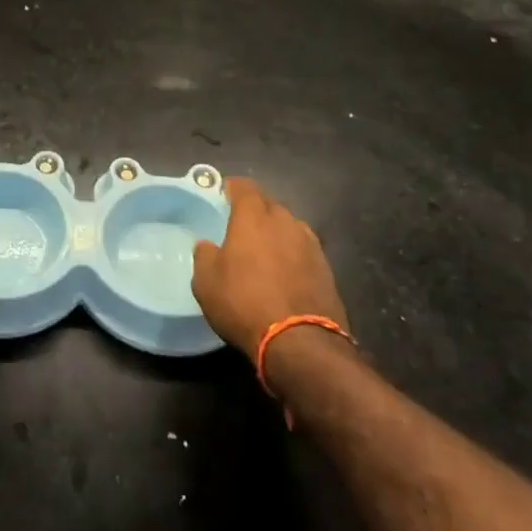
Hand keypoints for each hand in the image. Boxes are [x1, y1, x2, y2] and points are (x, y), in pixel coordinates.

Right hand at [191, 178, 346, 361]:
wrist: (301, 344)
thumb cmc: (244, 304)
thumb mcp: (206, 282)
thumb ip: (204, 255)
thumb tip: (207, 245)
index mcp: (254, 217)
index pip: (244, 187)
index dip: (232, 188)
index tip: (223, 194)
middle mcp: (285, 222)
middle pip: (269, 205)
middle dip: (255, 211)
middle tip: (240, 227)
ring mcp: (311, 245)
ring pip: (289, 228)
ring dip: (277, 234)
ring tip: (264, 251)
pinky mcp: (327, 270)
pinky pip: (304, 251)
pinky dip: (293, 256)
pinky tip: (285, 273)